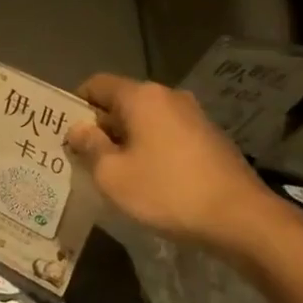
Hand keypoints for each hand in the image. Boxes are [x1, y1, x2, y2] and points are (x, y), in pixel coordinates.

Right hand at [66, 74, 281, 253]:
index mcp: (142, 97)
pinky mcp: (208, 139)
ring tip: (109, 171)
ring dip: (123, 141)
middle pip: (121, 103)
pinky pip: (165, 136)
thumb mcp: (112, 174)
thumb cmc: (165, 191)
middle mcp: (169, 97)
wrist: (239, 218)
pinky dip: (148, 150)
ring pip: (144, 121)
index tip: (63, 133)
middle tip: (79, 157)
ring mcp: (193, 117)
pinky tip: (143, 179)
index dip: (75, 105)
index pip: (97, 85)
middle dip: (98, 127)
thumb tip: (78, 129)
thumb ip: (89, 146)